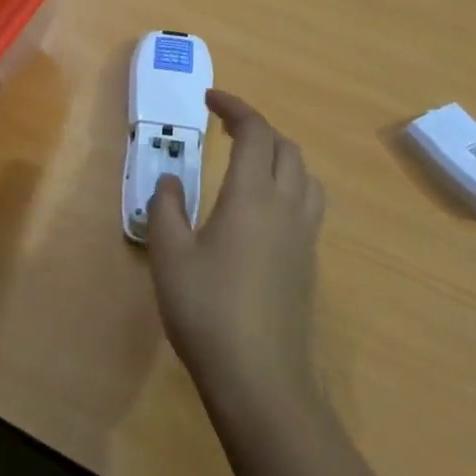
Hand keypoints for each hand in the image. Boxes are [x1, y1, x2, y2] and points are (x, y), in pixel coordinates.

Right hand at [148, 90, 325, 409]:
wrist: (259, 376)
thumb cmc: (207, 309)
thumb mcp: (170, 255)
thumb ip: (166, 208)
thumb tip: (170, 180)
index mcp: (252, 195)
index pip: (255, 132)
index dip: (235, 107)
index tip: (210, 99)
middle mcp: (287, 206)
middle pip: (286, 147)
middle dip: (257, 129)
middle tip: (225, 132)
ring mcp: (304, 235)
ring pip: (304, 174)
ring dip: (279, 156)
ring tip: (249, 164)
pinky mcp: (309, 261)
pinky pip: (308, 203)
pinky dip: (289, 185)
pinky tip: (262, 210)